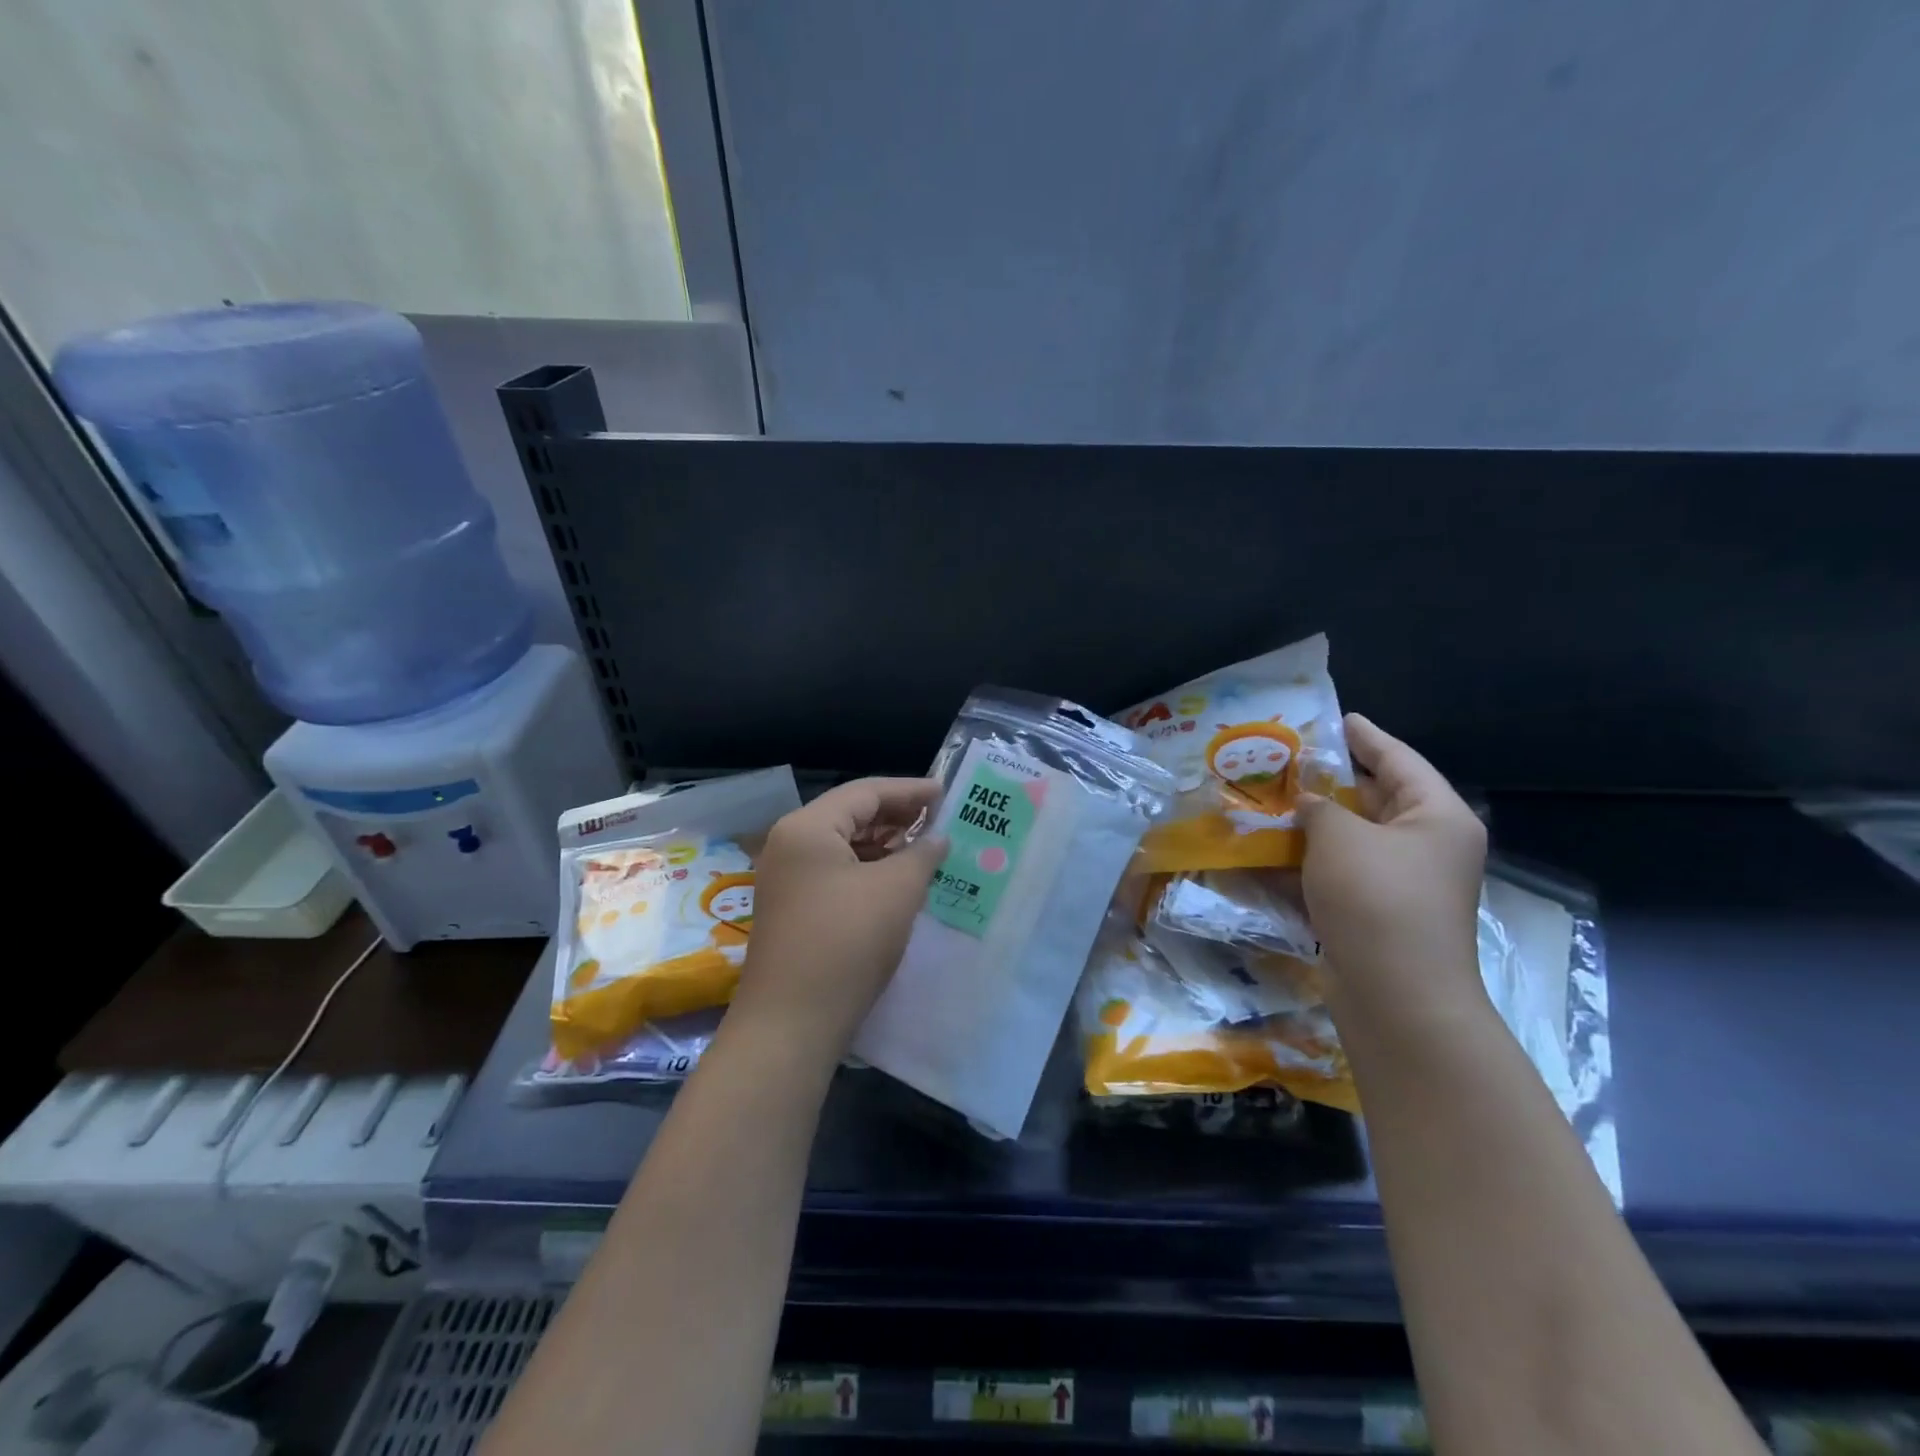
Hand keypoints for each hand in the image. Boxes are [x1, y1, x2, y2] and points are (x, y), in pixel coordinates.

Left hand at [731, 777, 946, 1055]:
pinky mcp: (792, 908)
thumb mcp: (896, 891)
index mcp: (807, 827)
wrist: (791, 1023)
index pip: (865, 792)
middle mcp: (790, 844)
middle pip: (851, 815)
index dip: (910, 791)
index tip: (946, 793)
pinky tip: (897, 881)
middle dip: (897, 817)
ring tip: (925, 849)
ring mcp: (786, 878)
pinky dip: (868, 870)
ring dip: (885, 845)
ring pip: (843, 846)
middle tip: (940, 820)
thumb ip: (922, 854)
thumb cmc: (847, 942)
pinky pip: (835, 872)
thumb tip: (938, 838)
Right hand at [1297, 715, 1487, 1025]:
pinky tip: (1269, 854)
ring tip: (1270, 802)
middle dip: (1330, 783)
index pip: (1399, 761)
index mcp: (1437, 817)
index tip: (1338, 718)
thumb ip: (1319, 808)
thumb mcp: (1340, 837)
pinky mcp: (1378, 914)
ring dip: (1313, 825)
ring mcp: (1404, 884)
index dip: (1366, 737)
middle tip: (1288, 761)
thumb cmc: (1377, 899)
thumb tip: (1308, 804)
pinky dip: (1310, 864)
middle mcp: (1427, 846)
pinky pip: (1341, 874)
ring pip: (1353, 840)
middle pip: (1376, 800)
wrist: (1396, 996)